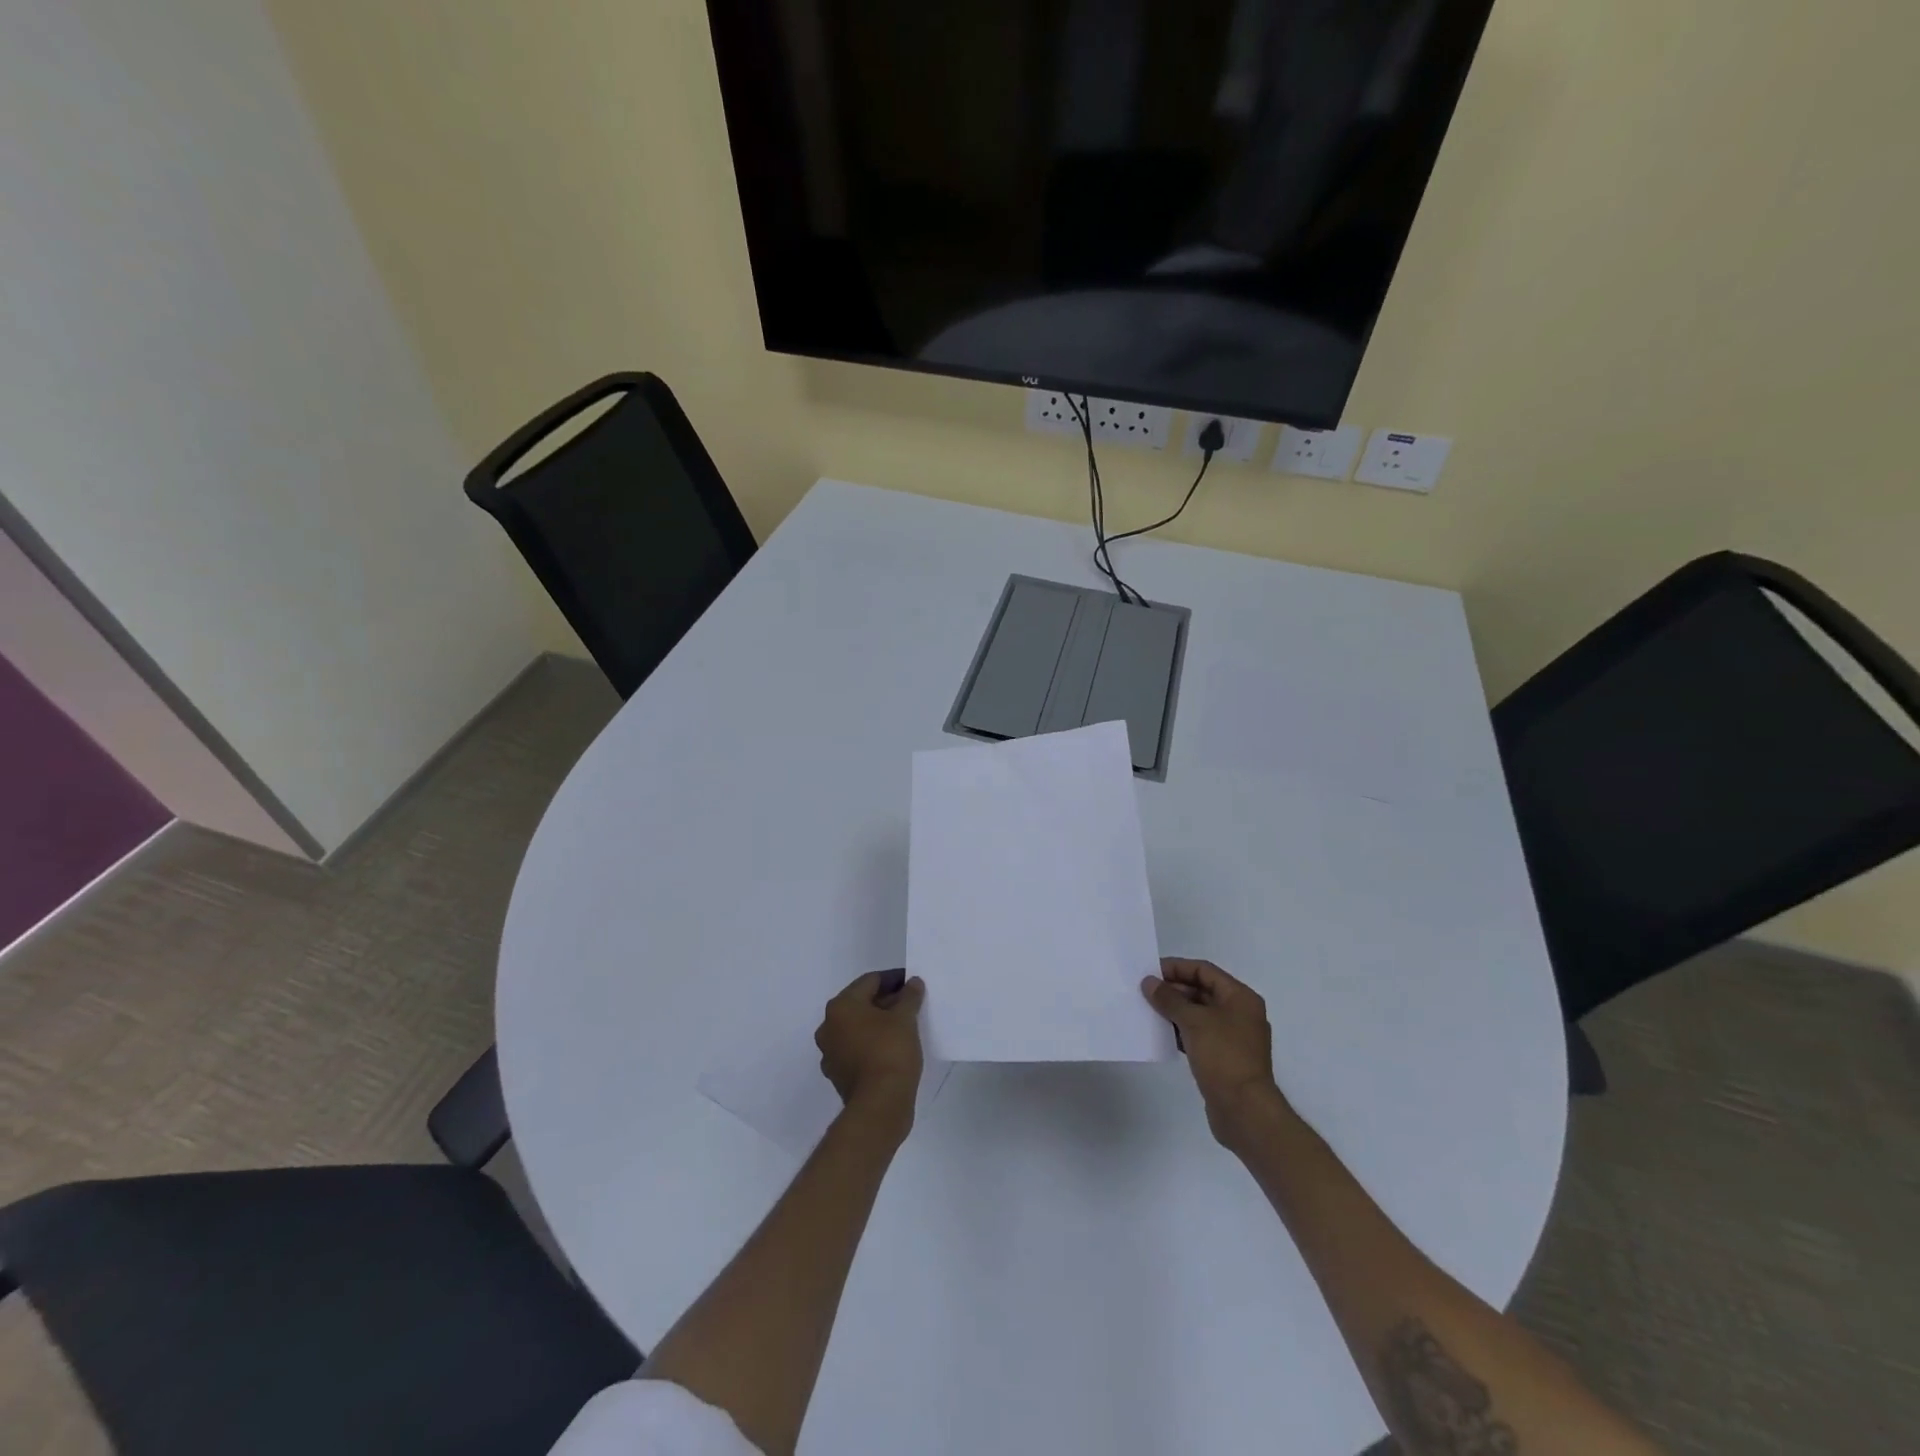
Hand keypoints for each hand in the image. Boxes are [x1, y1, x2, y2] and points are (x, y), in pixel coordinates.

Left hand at [816, 970, 925, 1133]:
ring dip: (878, 1023)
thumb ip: (909, 996)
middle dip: (886, 1001)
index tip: (912, 983)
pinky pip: (856, 1049)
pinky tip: (892, 1048)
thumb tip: (913, 983)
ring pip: (857, 1028)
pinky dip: (872, 1044)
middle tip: (911, 1004)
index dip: (894, 979)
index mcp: (841, 1006)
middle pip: (861, 1004)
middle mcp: (829, 1026)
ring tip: (904, 1026)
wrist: (879, 1106)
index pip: (870, 981)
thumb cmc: (891, 1052)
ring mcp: (830, 1053)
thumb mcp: (905, 1019)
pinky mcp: (837, 1075)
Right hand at [1142, 958, 1283, 1148]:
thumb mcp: (1194, 1021)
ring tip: (1147, 1010)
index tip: (1150, 971)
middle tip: (1145, 992)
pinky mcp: (1224, 1058)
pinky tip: (1160, 1034)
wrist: (1244, 1111)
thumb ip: (1170, 999)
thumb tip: (1149, 982)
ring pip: (1199, 1014)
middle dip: (1174, 990)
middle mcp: (1239, 1013)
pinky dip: (1180, 1031)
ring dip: (1174, 1011)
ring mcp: (1233, 1037)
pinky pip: (1198, 1035)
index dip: (1177, 968)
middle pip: (1202, 991)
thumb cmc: (1223, 1057)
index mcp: (1240, 998)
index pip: (1204, 971)